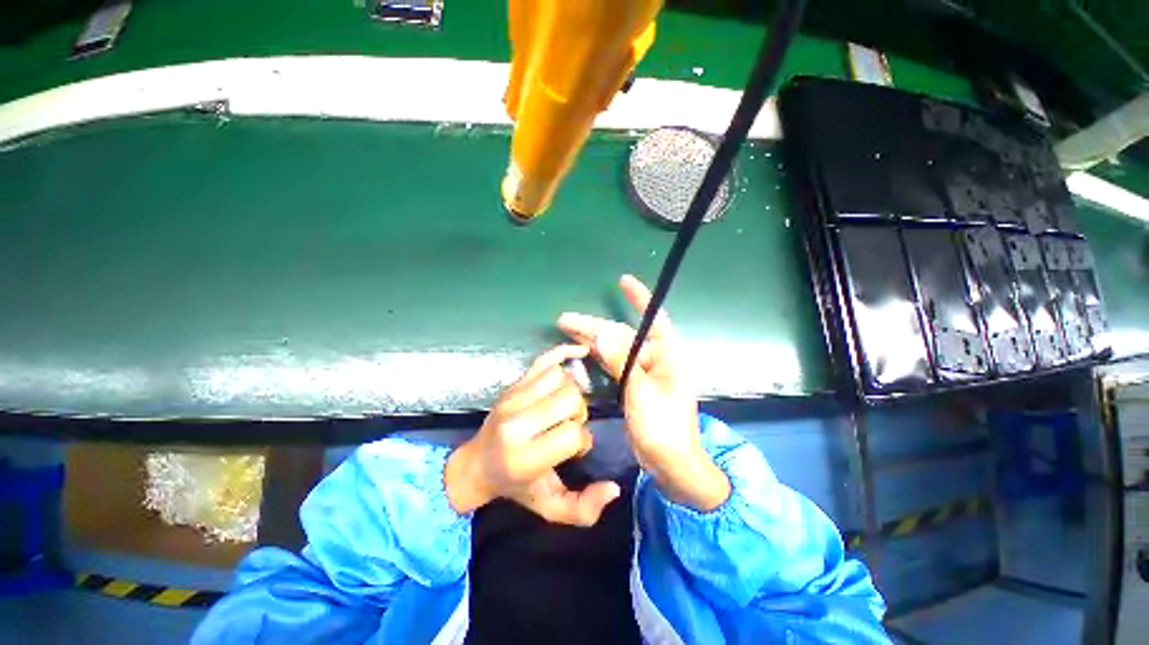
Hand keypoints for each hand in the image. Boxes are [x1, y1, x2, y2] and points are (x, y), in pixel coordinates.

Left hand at [445, 344, 621, 525]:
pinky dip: (564, 352)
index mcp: (524, 456)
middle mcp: (516, 421)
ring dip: (571, 392)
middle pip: (569, 398)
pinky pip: (544, 359)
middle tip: (569, 425)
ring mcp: (513, 397)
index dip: (581, 440)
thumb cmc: (516, 486)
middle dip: (578, 412)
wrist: (476, 464)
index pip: (571, 433)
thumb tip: (614, 488)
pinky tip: (580, 353)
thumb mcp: (548, 507)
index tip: (573, 450)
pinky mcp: (514, 383)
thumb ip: (583, 509)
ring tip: (563, 407)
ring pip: (560, 377)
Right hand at [558, 275, 729, 511]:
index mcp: (667, 355)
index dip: (640, 298)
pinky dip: (597, 356)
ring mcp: (643, 372)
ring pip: (614, 348)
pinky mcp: (633, 384)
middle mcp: (655, 358)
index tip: (623, 281)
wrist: (670, 463)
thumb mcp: (642, 393)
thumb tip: (602, 334)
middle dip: (595, 326)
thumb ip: (622, 362)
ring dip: (591, 339)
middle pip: (623, 334)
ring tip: (567, 330)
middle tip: (565, 320)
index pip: (654, 318)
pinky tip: (581, 350)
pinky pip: (612, 363)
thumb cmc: (663, 428)